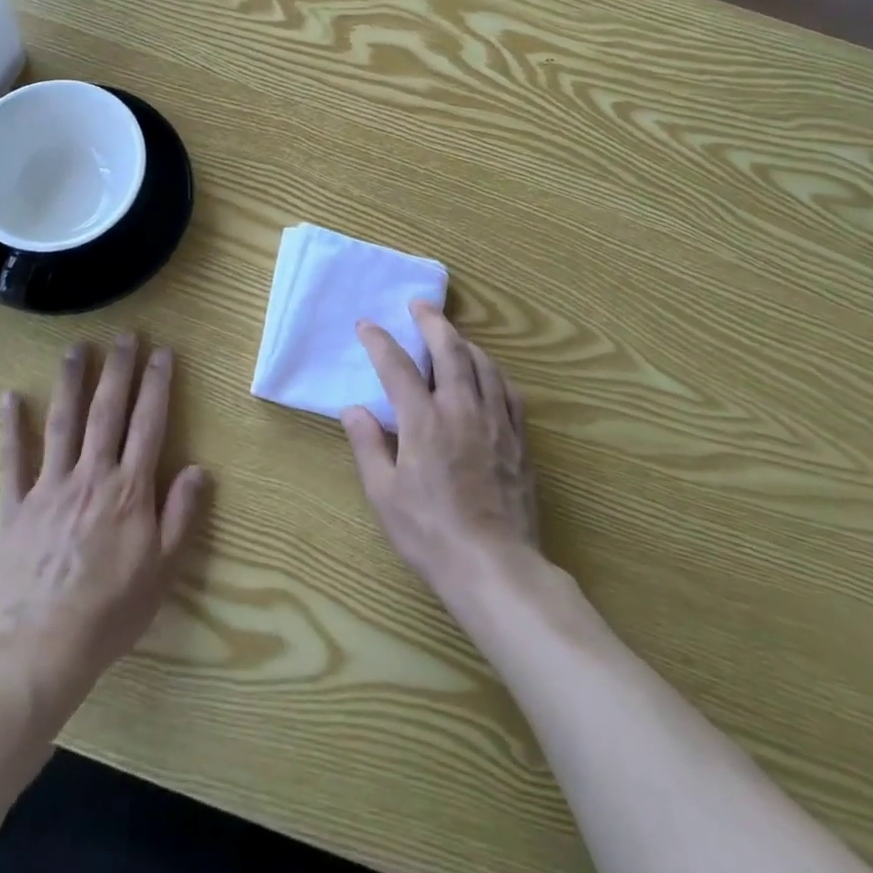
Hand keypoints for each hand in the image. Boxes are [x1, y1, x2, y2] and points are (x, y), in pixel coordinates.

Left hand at [0, 334, 208, 690]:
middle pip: (107, 411)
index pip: (148, 424)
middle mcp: (91, 475)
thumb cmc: (111, 611)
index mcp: (130, 489)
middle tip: (125, 336)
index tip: (161, 353)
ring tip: (77, 348)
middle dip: (118, 370)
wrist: (41, 648)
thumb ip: (181, 514)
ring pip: (62, 422)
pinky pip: (12, 459)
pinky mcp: (15, 505)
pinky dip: (11, 427)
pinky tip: (10, 396)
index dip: (156, 385)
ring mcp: (50, 486)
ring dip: (71, 382)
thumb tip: (199, 468)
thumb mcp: (162, 569)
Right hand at [342, 303, 537, 601]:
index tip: (366, 325)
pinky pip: (509, 392)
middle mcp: (461, 410)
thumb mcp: (384, 494)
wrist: (494, 566)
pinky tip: (488, 373)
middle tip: (419, 305)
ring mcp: (495, 422)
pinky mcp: (519, 440)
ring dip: (464, 342)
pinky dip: (494, 372)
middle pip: (449, 350)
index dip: (379, 341)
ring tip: (451, 335)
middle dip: (431, 322)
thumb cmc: (430, 533)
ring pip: (483, 364)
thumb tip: (353, 408)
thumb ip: (368, 445)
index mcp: (423, 421)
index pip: (396, 366)